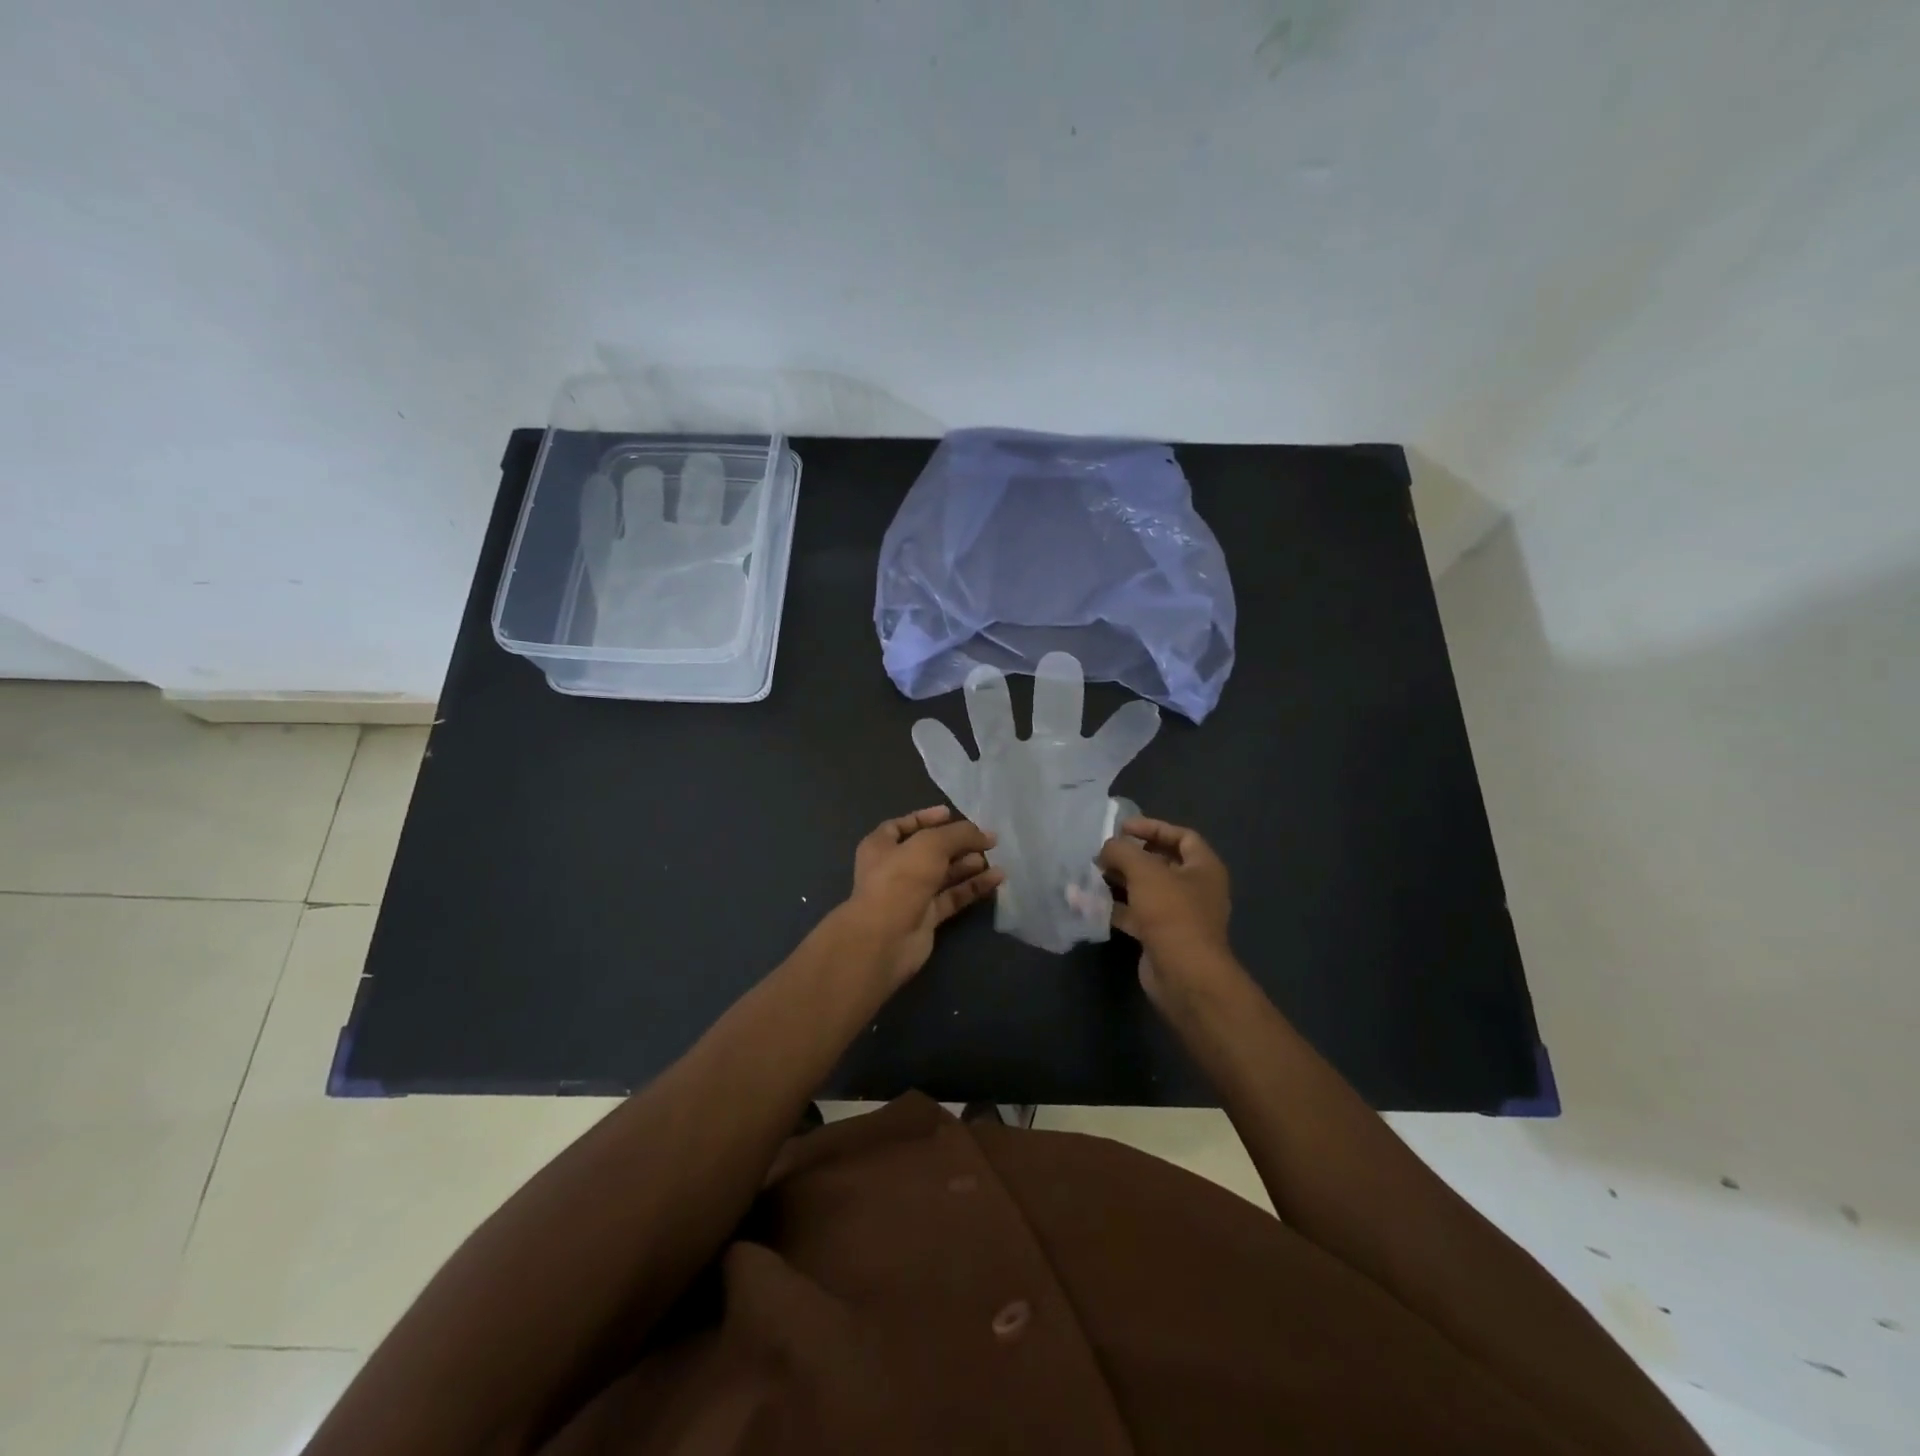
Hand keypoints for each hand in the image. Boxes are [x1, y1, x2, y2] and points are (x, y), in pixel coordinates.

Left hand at [842, 807, 1002, 984]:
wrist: (885, 938)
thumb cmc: (901, 879)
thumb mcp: (930, 844)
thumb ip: (959, 834)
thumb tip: (985, 834)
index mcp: (881, 846)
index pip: (903, 825)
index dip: (926, 818)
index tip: (951, 814)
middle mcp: (894, 868)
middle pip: (930, 850)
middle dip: (957, 843)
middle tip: (986, 839)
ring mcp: (911, 894)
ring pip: (944, 875)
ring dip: (968, 865)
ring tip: (993, 857)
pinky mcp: (927, 917)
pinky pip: (953, 897)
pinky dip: (973, 887)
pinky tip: (996, 878)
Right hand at [1096, 818, 1233, 1004]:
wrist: (1184, 975)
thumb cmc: (1172, 913)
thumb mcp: (1144, 871)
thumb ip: (1122, 851)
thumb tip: (1106, 848)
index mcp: (1203, 868)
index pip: (1182, 836)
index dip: (1153, 827)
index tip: (1122, 827)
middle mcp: (1195, 889)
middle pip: (1160, 863)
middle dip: (1130, 856)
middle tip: (1102, 852)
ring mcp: (1178, 915)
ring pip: (1145, 890)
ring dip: (1119, 881)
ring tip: (1090, 874)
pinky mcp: (1160, 937)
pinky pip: (1135, 915)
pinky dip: (1114, 907)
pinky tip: (1088, 903)